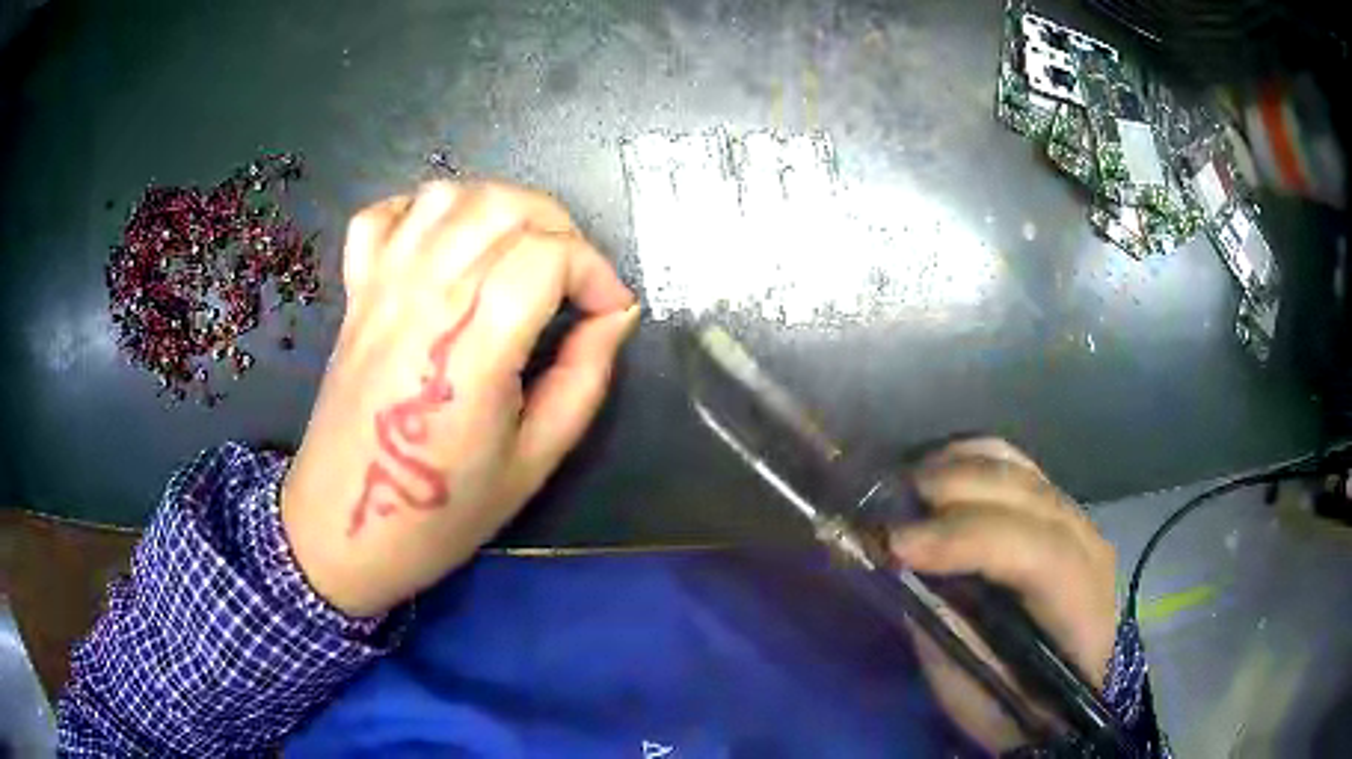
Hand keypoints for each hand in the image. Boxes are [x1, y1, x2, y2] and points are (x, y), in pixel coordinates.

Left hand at [281, 181, 638, 617]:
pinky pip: (383, 216)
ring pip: (448, 196)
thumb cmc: (442, 511)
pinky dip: (422, 210)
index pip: (546, 255)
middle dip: (560, 228)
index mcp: (471, 350)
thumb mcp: (535, 462)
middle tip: (575, 279)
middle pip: (502, 207)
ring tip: (520, 251)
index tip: (610, 310)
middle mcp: (423, 299)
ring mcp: (380, 288)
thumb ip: (583, 379)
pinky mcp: (355, 292)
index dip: (595, 270)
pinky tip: (446, 243)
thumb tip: (616, 315)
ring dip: (499, 206)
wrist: (344, 528)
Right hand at [889, 438, 1116, 752]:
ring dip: (957, 467)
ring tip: (902, 485)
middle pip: (1027, 496)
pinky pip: (1014, 464)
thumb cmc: (1018, 704)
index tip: (896, 545)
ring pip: (1020, 469)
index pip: (1038, 553)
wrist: (1065, 690)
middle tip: (884, 505)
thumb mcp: (977, 692)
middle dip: (954, 491)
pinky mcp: (1055, 507)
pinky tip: (935, 472)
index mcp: (1081, 607)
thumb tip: (903, 569)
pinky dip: (970, 459)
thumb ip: (948, 630)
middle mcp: (1087, 547)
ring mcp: (1075, 518)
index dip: (968, 539)